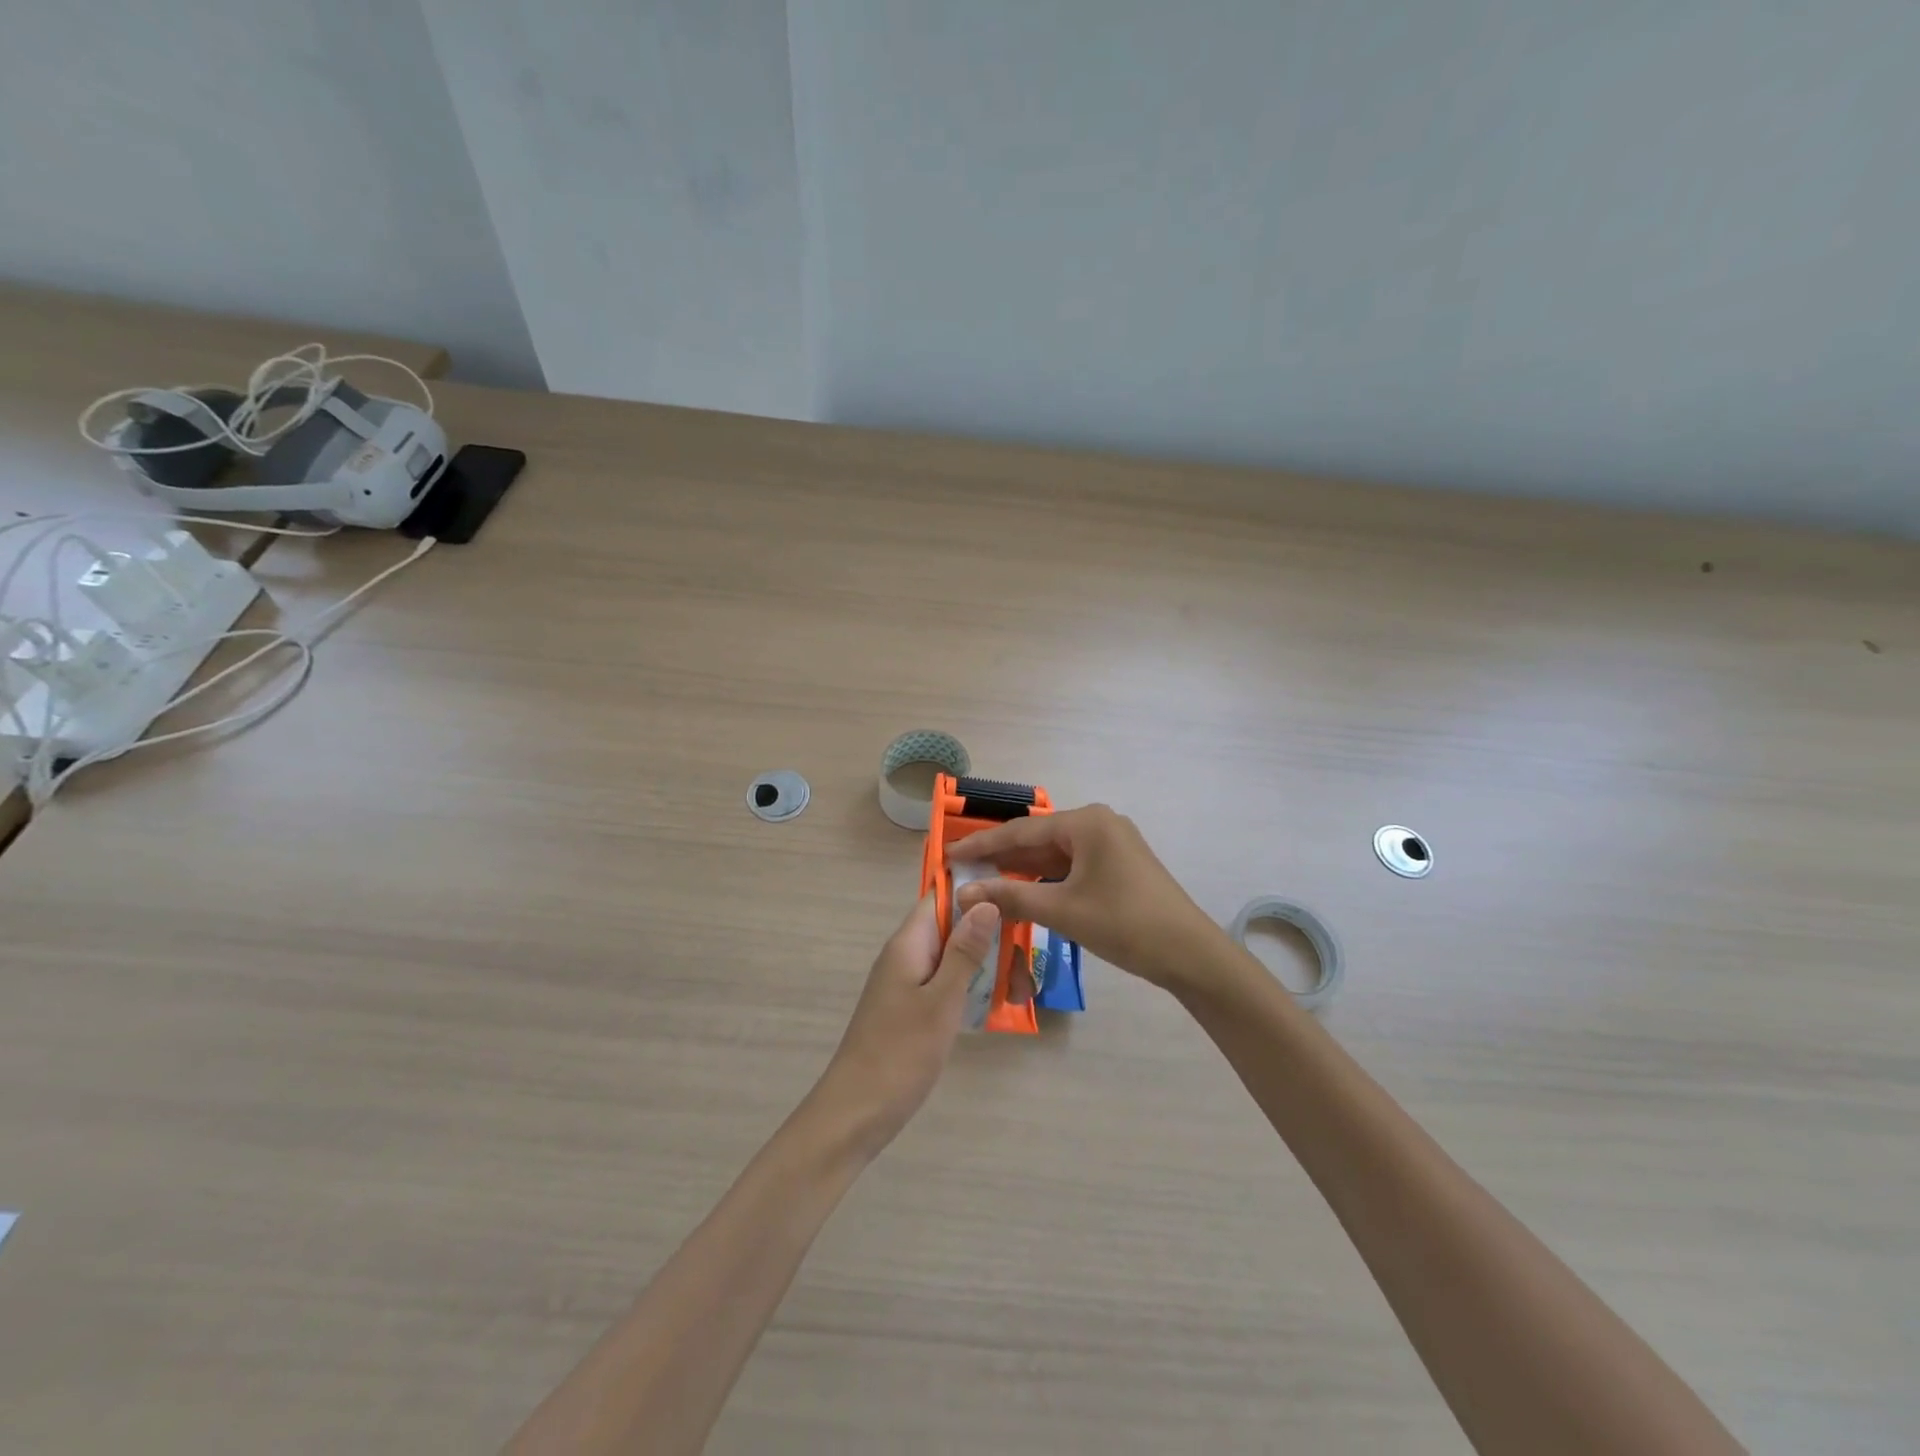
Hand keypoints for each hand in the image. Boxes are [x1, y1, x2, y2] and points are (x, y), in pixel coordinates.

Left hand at [809, 896, 999, 1157]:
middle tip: (1025, 971)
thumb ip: (964, 951)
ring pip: (955, 958)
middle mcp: (907, 954)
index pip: (942, 896)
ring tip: (1021, 994)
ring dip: (988, 968)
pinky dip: (973, 989)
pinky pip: (947, 983)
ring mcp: (908, 982)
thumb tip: (987, 902)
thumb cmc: (900, 1053)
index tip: (1016, 900)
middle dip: (992, 940)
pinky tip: (998, 1006)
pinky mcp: (912, 1007)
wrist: (856, 1113)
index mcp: (909, 943)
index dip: (977, 892)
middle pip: (954, 927)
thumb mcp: (941, 1000)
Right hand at [948, 804, 1222, 990]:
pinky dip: (1047, 879)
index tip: (948, 856)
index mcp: (1086, 822)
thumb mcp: (1063, 911)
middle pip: (1038, 839)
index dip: (982, 845)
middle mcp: (1098, 823)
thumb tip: (963, 893)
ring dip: (1023, 870)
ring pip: (1054, 854)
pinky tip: (1024, 892)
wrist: (1190, 954)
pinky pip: (1072, 865)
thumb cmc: (1125, 924)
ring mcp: (1112, 843)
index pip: (1021, 830)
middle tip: (963, 874)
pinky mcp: (1119, 864)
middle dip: (1002, 858)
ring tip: (985, 885)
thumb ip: (1010, 897)